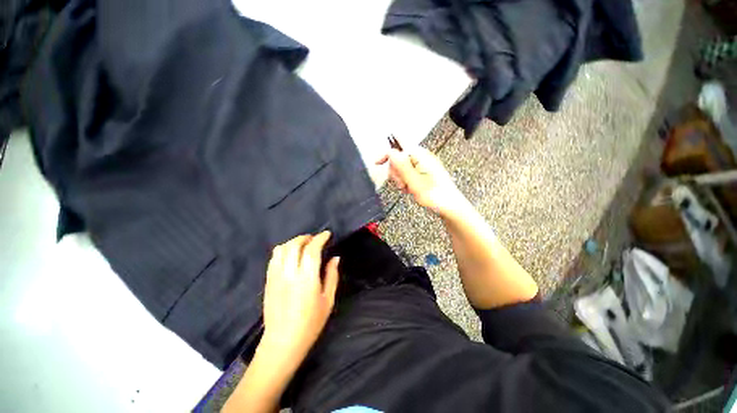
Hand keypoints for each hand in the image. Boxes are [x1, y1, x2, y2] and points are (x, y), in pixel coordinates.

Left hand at [261, 231, 339, 358]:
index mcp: (307, 279)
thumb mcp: (328, 300)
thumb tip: (335, 258)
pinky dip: (283, 250)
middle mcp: (289, 273)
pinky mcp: (268, 281)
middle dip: (306, 237)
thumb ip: (332, 275)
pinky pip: (273, 258)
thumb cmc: (311, 323)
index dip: (320, 238)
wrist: (282, 342)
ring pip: (281, 249)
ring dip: (293, 242)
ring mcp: (275, 276)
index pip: (312, 249)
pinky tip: (290, 255)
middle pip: (294, 245)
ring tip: (303, 245)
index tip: (327, 234)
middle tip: (315, 239)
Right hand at [377, 147, 464, 215]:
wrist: (450, 207)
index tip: (377, 163)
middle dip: (397, 172)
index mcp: (421, 156)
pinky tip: (411, 189)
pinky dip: (406, 182)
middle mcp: (422, 158)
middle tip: (402, 184)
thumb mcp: (415, 182)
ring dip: (401, 179)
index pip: (399, 147)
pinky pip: (409, 174)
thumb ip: (402, 166)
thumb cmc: (436, 196)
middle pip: (399, 159)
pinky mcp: (424, 173)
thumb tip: (391, 152)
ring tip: (408, 188)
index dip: (387, 154)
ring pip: (402, 168)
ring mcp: (423, 166)